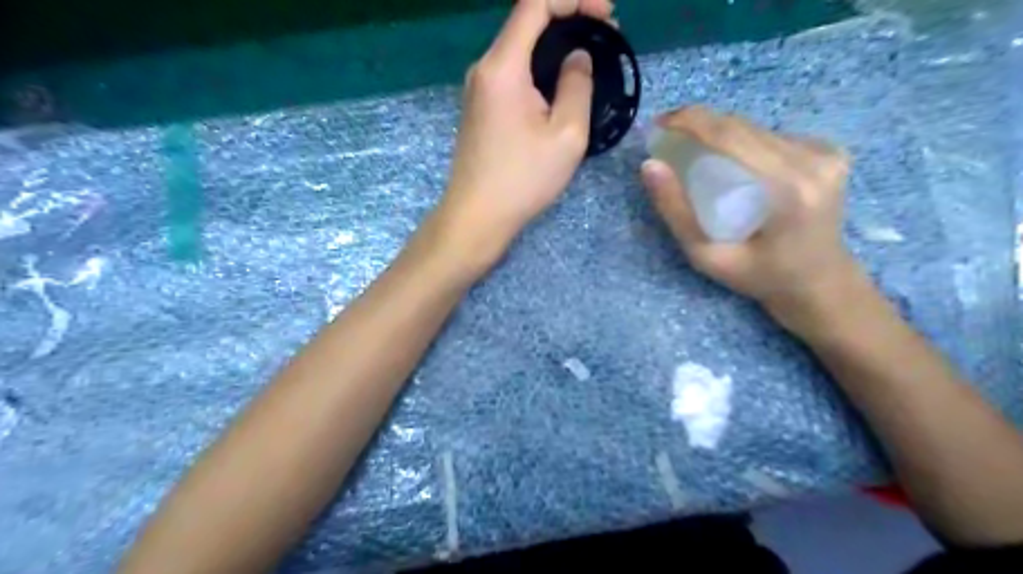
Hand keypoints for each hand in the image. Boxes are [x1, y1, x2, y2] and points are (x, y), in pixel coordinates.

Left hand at [433, 1, 614, 275]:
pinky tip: (558, 86)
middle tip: (605, 35)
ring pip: (518, 48)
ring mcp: (477, 88)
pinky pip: (511, 72)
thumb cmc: (523, 179)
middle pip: (525, 21)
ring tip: (588, 61)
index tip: (607, 13)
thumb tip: (577, 57)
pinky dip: (538, 68)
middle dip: (568, 18)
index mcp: (503, 67)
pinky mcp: (479, 107)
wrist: (476, 216)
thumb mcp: (566, 135)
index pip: (535, 3)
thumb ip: (577, 85)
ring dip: (553, 45)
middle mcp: (484, 68)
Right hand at [642, 105, 865, 335]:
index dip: (690, 122)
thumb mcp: (707, 256)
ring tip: (692, 149)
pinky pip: (772, 136)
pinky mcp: (829, 151)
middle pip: (743, 127)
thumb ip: (676, 212)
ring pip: (756, 128)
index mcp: (789, 189)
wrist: (820, 283)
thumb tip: (650, 166)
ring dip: (719, 133)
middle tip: (667, 136)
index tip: (658, 124)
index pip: (730, 137)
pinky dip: (743, 142)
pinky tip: (730, 161)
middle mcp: (814, 161)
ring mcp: (827, 153)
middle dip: (699, 124)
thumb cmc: (760, 277)